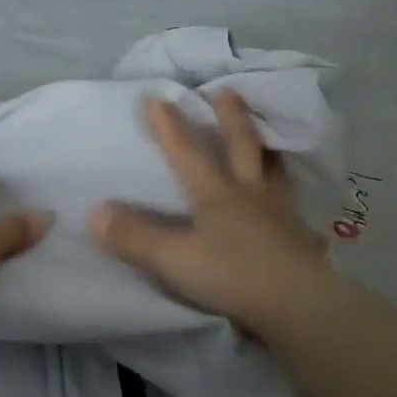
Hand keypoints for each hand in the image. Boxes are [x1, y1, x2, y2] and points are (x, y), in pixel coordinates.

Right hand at [90, 92, 329, 332]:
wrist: (297, 304)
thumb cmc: (232, 275)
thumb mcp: (173, 258)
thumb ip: (134, 237)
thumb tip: (95, 211)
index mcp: (217, 195)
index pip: (188, 154)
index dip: (170, 127)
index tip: (157, 97)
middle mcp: (250, 195)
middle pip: (242, 148)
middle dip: (231, 119)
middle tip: (227, 92)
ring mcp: (281, 215)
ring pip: (275, 173)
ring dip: (269, 152)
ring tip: (269, 140)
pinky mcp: (301, 240)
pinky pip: (296, 212)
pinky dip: (292, 203)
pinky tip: (295, 209)